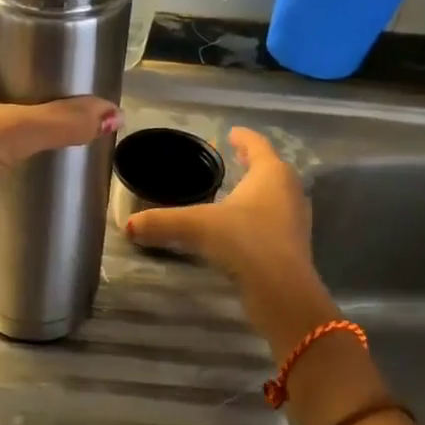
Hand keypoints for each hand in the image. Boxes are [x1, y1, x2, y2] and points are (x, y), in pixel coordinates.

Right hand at [125, 127, 312, 287]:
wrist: (281, 291)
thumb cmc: (244, 241)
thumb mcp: (196, 226)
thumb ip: (162, 222)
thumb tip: (128, 225)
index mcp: (271, 174)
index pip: (257, 146)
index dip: (243, 138)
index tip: (231, 133)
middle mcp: (289, 191)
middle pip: (271, 169)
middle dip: (252, 164)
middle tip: (234, 159)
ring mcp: (295, 220)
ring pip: (276, 195)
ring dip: (258, 191)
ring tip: (236, 191)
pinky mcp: (294, 246)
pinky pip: (275, 220)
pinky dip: (259, 215)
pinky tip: (241, 226)